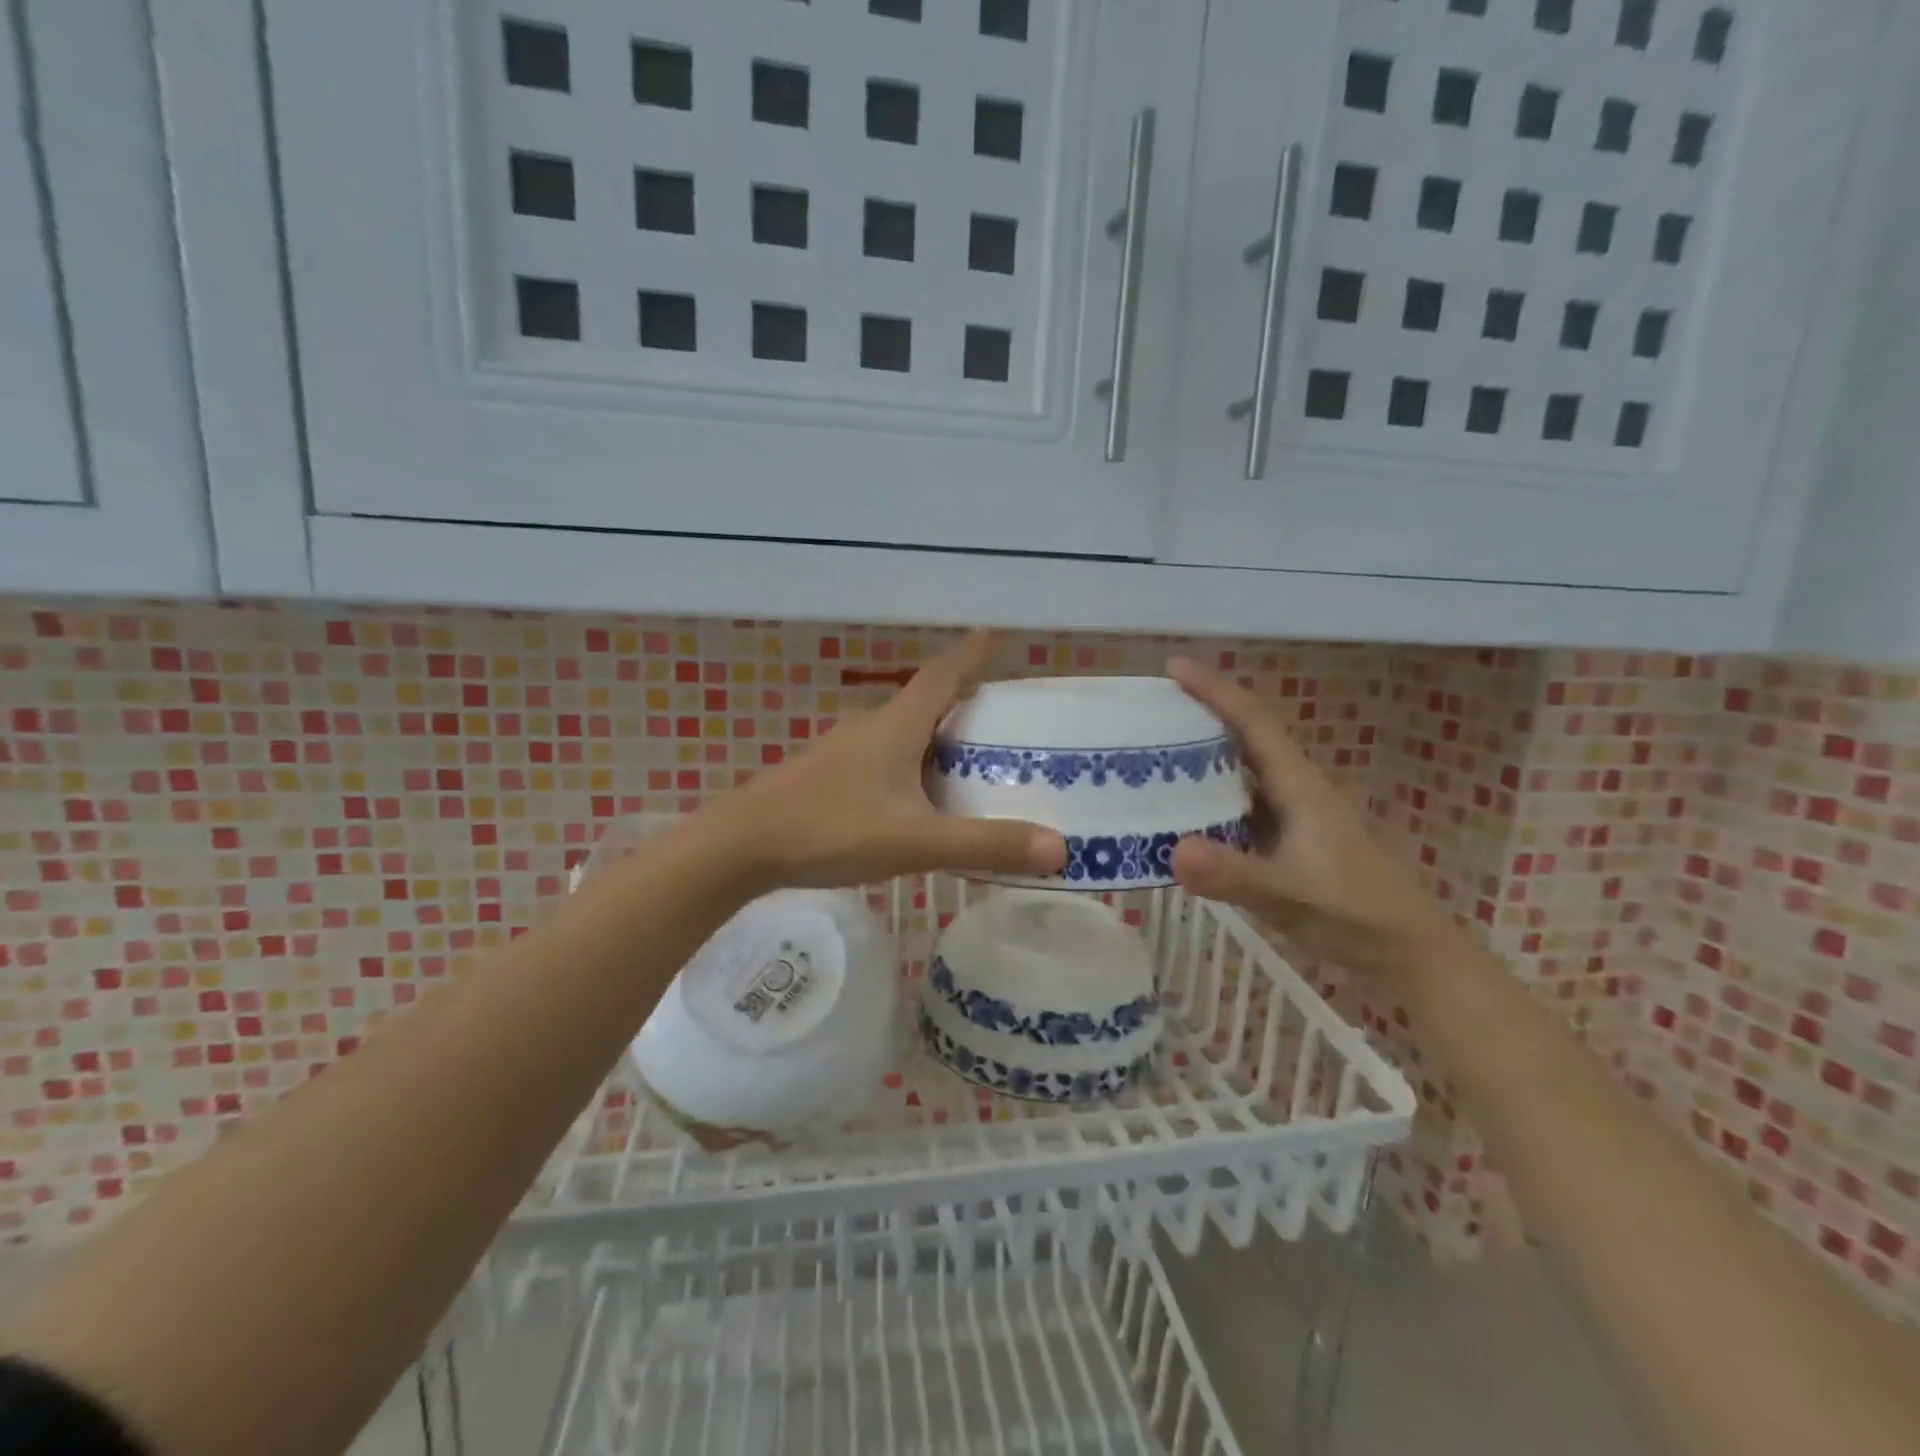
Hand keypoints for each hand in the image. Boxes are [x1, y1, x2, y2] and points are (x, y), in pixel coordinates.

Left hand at [699, 631, 1067, 890]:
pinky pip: (882, 761)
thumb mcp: (915, 841)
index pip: (943, 674)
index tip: (997, 635)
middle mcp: (871, 727)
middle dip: (964, 707)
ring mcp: (844, 752)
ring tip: (970, 768)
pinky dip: (910, 769)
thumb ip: (984, 844)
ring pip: (902, 735)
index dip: (972, 654)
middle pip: (926, 704)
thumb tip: (1059, 848)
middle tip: (1004, 727)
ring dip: (936, 742)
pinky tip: (915, 802)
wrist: (741, 846)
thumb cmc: (830, 828)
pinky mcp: (827, 777)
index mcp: (897, 726)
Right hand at [1166, 657, 1452, 975]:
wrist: (1406, 951)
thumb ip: (1233, 874)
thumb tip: (1172, 850)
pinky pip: (1241, 804)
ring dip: (1204, 755)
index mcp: (1299, 786)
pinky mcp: (1288, 840)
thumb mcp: (1290, 895)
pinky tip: (1183, 813)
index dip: (1215, 690)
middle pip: (1246, 736)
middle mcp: (1295, 790)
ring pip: (1243, 771)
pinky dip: (1211, 798)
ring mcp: (1293, 816)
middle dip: (1202, 714)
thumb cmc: (1354, 914)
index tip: (1175, 666)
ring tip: (1154, 753)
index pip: (1254, 721)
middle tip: (1151, 709)